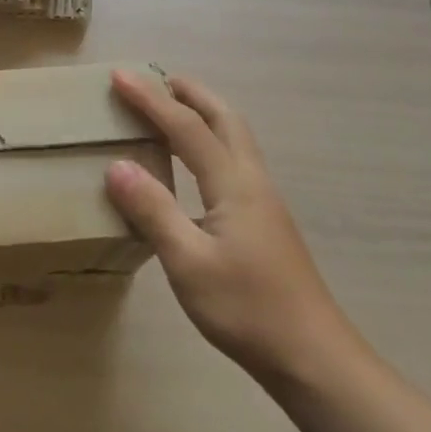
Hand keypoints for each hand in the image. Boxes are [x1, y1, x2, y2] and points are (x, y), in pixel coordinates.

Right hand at [105, 70, 354, 385]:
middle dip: (191, 92)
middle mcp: (252, 181)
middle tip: (158, 78)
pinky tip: (196, 166)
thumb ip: (153, 210)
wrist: (312, 356)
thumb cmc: (246, 308)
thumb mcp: (188, 262)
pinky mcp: (265, 222)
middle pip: (225, 119)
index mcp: (233, 184)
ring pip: (235, 139)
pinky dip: (211, 142)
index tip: (120, 75)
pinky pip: (234, 161)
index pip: (186, 127)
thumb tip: (117, 165)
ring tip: (173, 110)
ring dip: (204, 114)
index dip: (151, 99)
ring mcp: (264, 202)